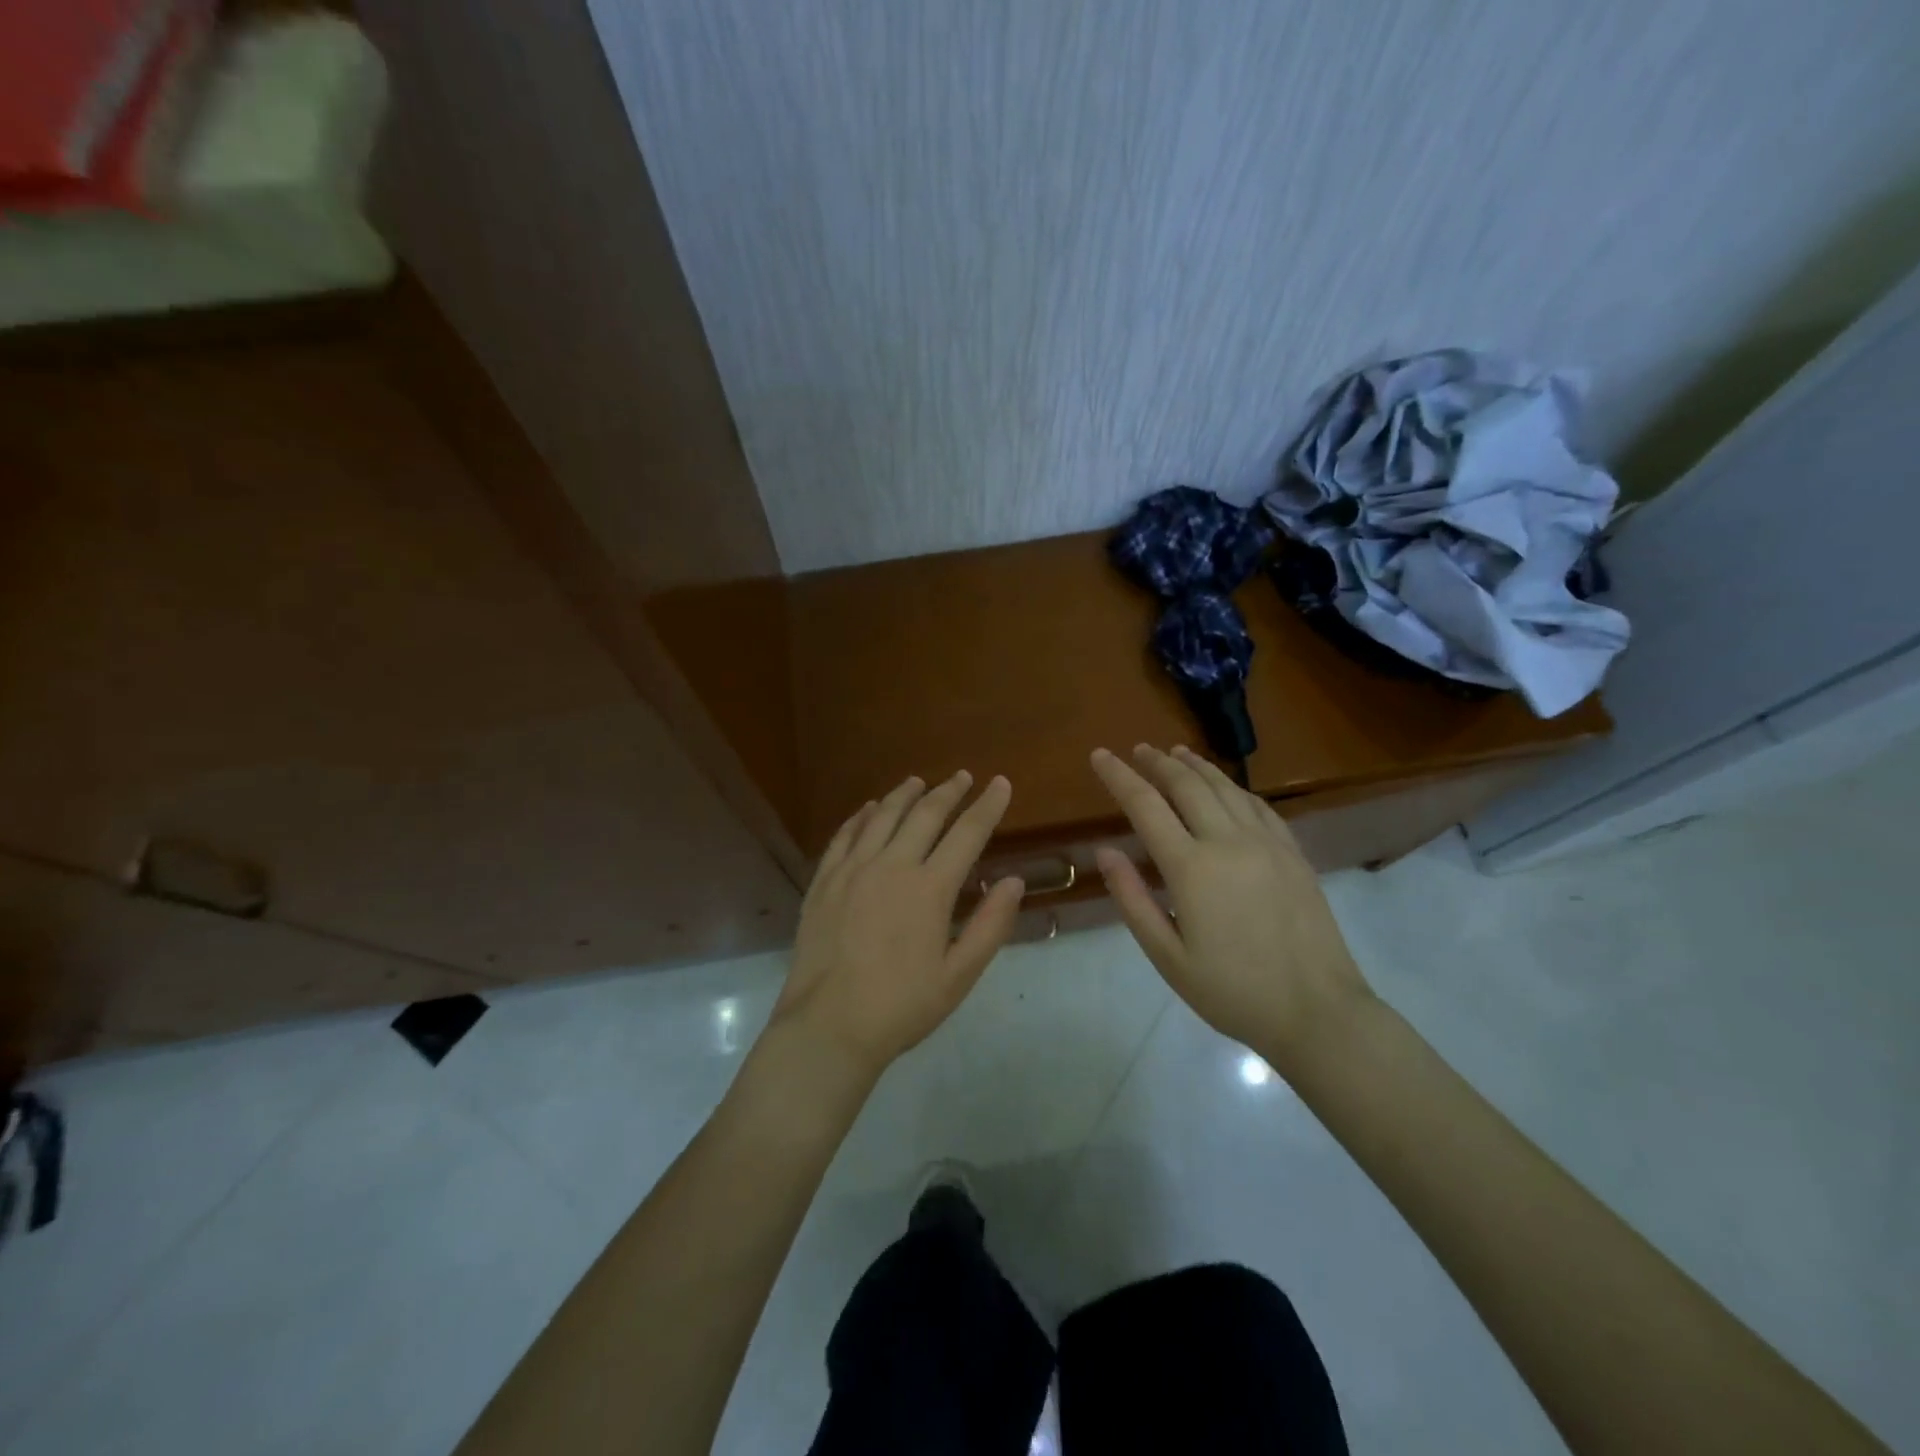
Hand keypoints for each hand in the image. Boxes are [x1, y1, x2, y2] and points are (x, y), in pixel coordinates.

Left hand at [771, 772, 1026, 1078]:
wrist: (828, 1026)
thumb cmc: (901, 1006)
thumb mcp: (958, 975)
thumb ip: (990, 925)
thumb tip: (1013, 881)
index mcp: (930, 889)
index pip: (967, 833)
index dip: (987, 806)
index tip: (1000, 784)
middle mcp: (892, 866)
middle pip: (925, 815)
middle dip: (948, 792)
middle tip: (962, 777)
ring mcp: (852, 870)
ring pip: (882, 816)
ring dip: (904, 795)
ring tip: (918, 782)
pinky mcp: (824, 881)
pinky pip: (844, 835)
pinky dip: (861, 816)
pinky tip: (869, 809)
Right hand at [1090, 745, 1371, 1070]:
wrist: (1318, 1012)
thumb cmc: (1232, 991)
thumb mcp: (1167, 956)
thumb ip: (1132, 899)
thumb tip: (1105, 851)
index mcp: (1192, 868)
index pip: (1145, 806)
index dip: (1119, 776)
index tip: (1099, 754)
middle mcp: (1228, 842)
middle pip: (1187, 786)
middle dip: (1157, 763)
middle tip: (1138, 749)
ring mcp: (1266, 843)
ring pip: (1225, 788)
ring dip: (1195, 766)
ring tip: (1175, 752)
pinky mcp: (1293, 853)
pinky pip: (1258, 805)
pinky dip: (1233, 787)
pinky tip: (1226, 786)